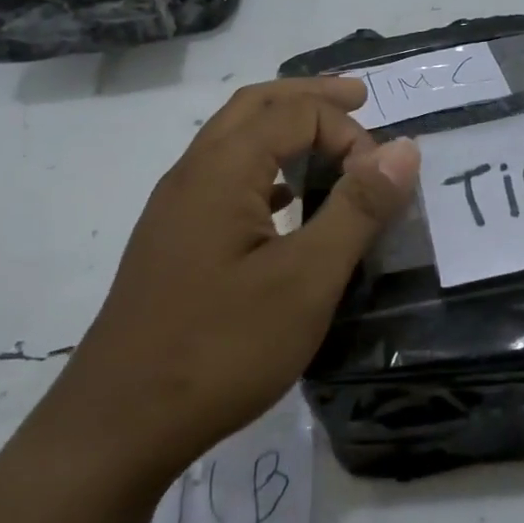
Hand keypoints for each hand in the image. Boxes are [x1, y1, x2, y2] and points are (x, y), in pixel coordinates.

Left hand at [50, 79, 419, 483]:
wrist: (119, 425)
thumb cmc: (221, 347)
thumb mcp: (307, 279)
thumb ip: (357, 208)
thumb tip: (405, 149)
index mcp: (221, 169)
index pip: (295, 114)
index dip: (347, 133)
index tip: (379, 182)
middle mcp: (192, 174)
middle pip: (255, 107)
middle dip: (309, 96)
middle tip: (358, 98)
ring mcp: (175, 208)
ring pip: (233, 140)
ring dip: (283, 127)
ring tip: (328, 140)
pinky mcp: (173, 241)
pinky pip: (224, 178)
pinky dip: (263, 167)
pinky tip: (286, 202)